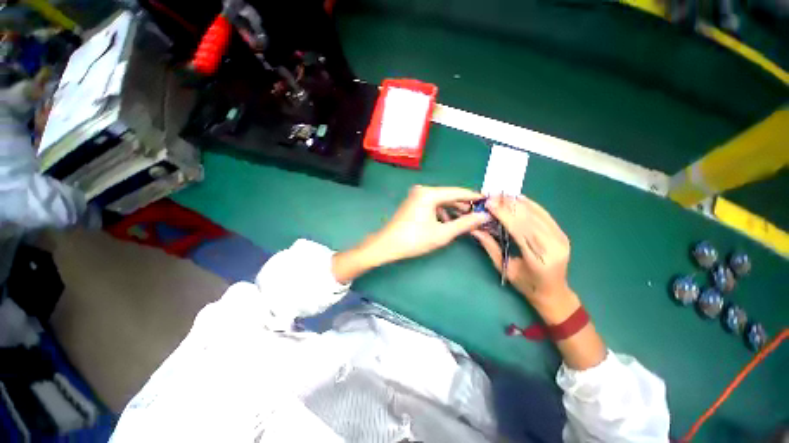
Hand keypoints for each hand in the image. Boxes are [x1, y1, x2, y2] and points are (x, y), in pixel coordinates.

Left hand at [366, 185, 490, 264]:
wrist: (387, 245)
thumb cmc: (414, 239)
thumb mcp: (442, 233)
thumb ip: (465, 223)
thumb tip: (484, 216)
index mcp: (429, 193)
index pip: (457, 192)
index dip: (473, 197)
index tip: (488, 200)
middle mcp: (422, 190)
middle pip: (448, 196)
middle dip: (463, 206)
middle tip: (478, 214)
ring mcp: (416, 196)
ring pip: (441, 201)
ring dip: (453, 210)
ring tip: (465, 221)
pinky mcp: (413, 202)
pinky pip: (432, 204)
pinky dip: (442, 212)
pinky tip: (448, 222)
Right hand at [472, 195, 576, 320]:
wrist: (553, 292)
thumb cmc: (526, 285)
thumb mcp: (504, 268)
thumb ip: (490, 247)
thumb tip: (475, 229)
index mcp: (538, 259)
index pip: (519, 231)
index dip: (504, 215)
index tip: (489, 204)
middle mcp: (554, 247)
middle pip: (529, 220)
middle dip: (509, 206)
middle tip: (493, 196)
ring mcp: (561, 239)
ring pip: (537, 215)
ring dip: (518, 203)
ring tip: (502, 195)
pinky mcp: (562, 234)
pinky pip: (545, 215)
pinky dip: (531, 205)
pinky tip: (519, 198)